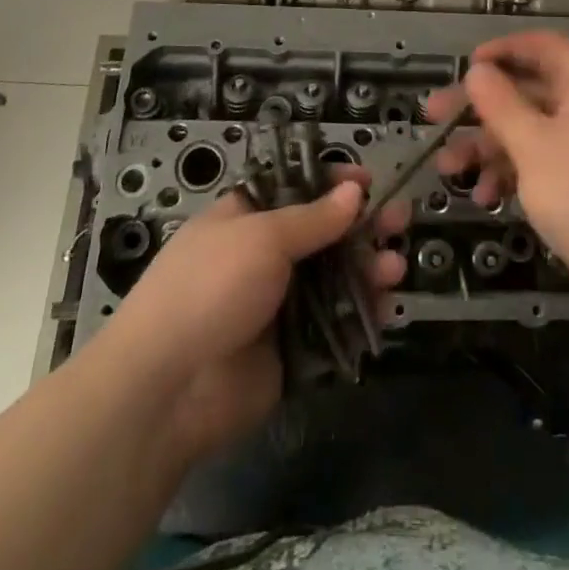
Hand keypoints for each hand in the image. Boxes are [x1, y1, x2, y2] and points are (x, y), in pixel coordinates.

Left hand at [105, 168, 407, 465]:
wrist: (167, 389)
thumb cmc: (209, 288)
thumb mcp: (261, 238)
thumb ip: (313, 218)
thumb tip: (354, 190)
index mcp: (246, 219)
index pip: (295, 189)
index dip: (332, 182)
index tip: (368, 180)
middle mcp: (263, 258)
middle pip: (324, 234)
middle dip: (363, 226)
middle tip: (402, 219)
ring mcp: (277, 305)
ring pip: (334, 279)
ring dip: (367, 269)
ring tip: (396, 267)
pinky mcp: (291, 350)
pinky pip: (334, 326)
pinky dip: (361, 315)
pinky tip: (386, 305)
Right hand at [428, 31, 568, 317]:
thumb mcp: (533, 146)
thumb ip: (501, 104)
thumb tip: (478, 70)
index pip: (545, 46)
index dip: (505, 48)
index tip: (466, 65)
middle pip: (528, 90)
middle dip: (481, 105)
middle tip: (434, 116)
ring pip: (529, 131)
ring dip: (487, 145)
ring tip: (447, 168)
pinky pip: (540, 164)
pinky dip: (511, 173)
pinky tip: (484, 197)